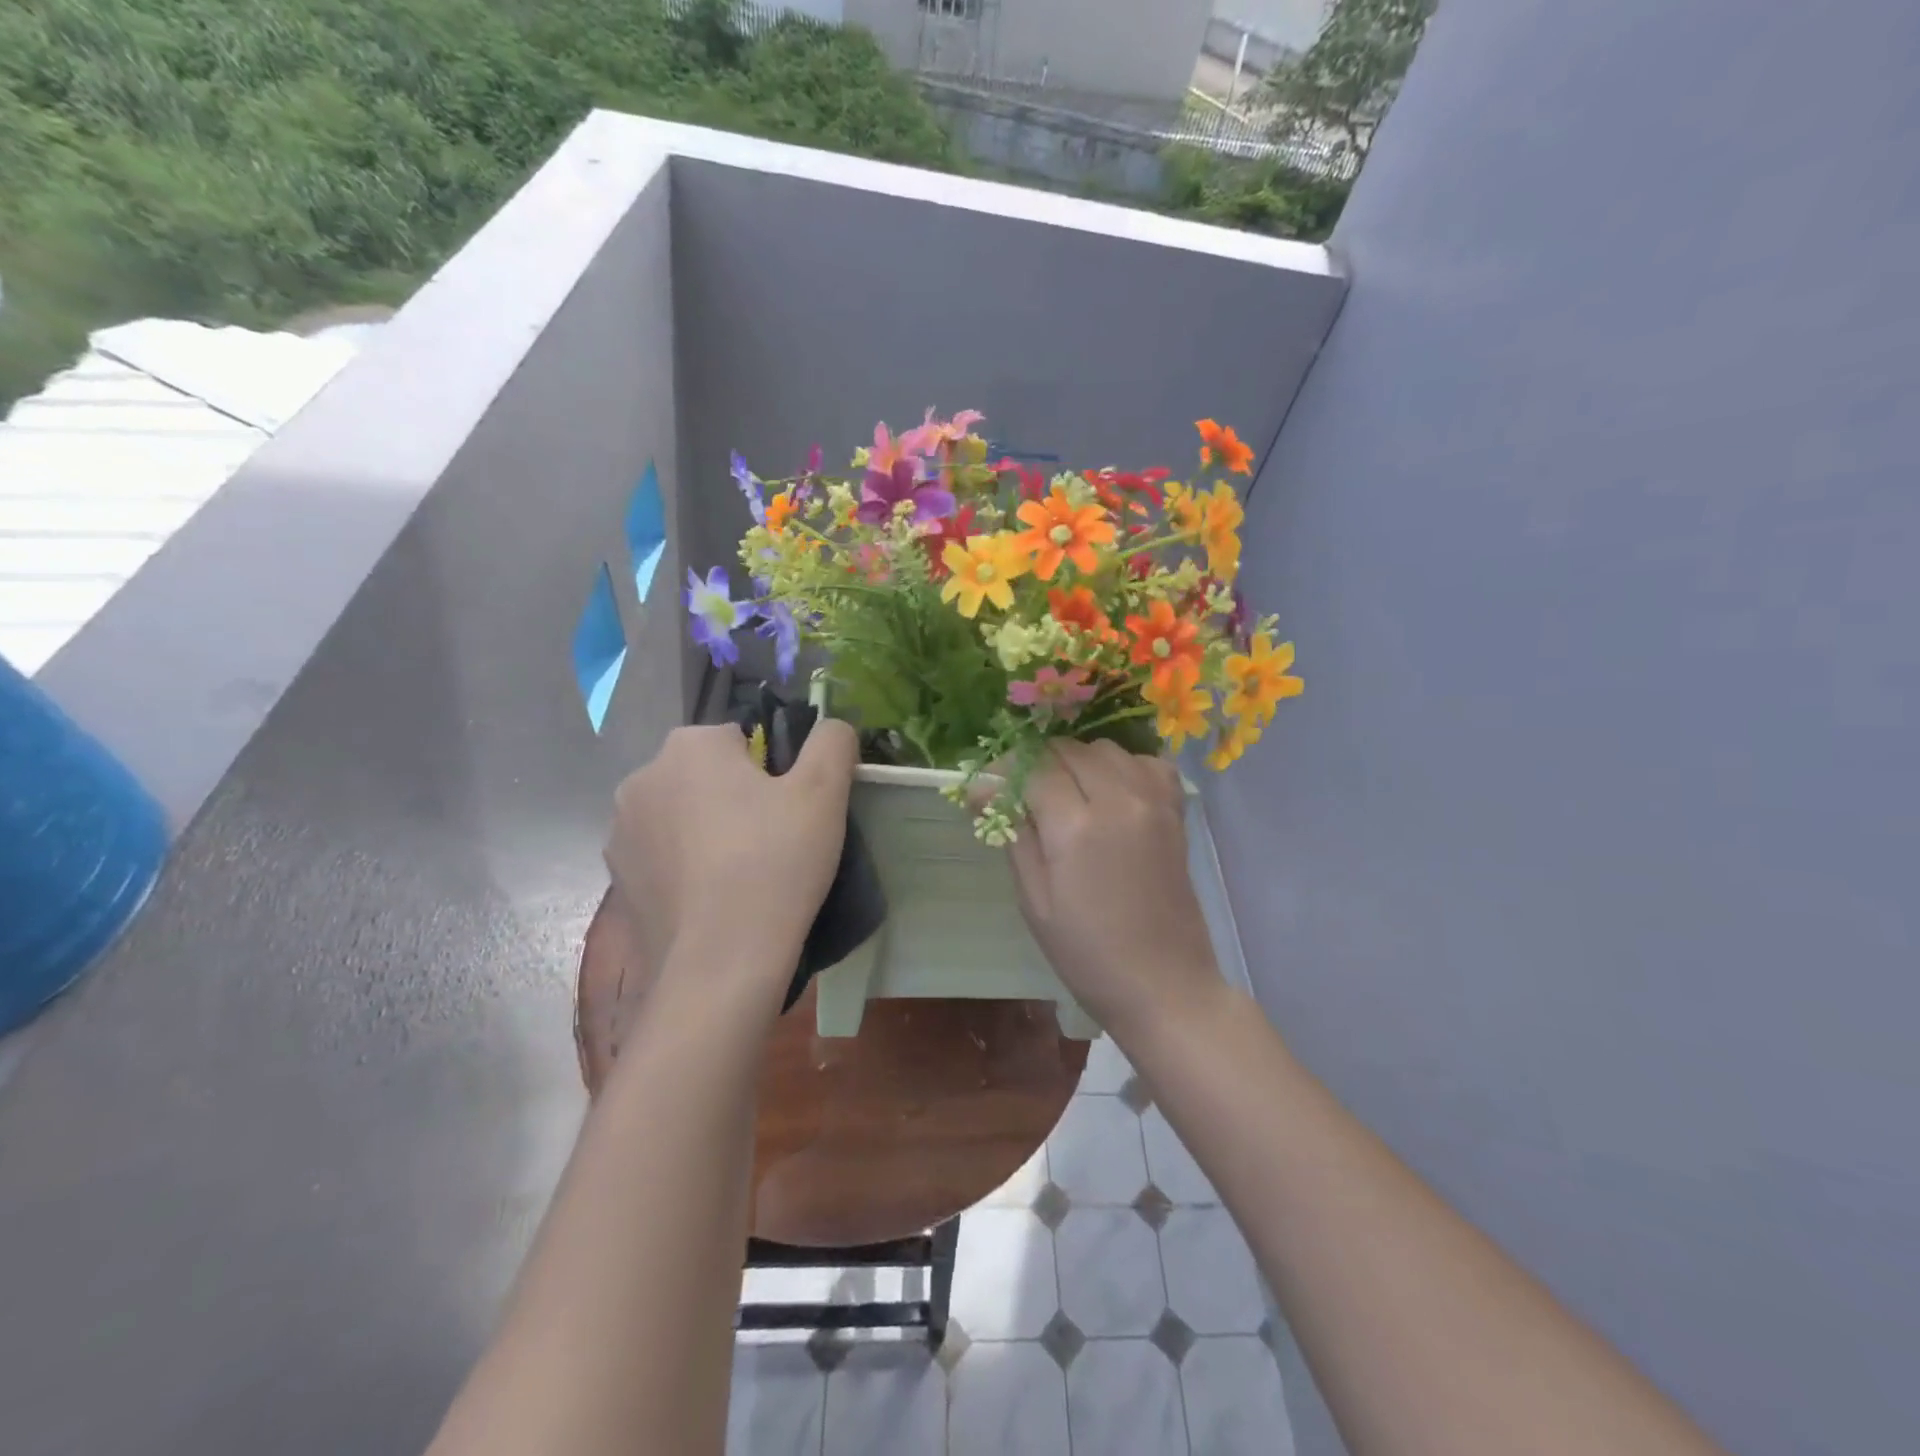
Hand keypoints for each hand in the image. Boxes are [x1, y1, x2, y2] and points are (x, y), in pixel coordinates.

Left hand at [603, 721, 857, 1003]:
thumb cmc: (775, 864)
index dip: (774, 773)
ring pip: (683, 815)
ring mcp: (621, 831)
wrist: (720, 964)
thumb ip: (832, 741)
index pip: (742, 739)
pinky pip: (663, 856)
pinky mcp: (617, 879)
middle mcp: (642, 777)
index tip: (789, 813)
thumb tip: (831, 727)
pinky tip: (713, 901)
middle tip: (773, 843)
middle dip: (737, 797)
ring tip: (744, 876)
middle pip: (707, 775)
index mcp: (689, 745)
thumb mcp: (824, 792)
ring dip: (708, 830)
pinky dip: (686, 867)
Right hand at [1005, 741, 1223, 1038]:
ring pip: (1106, 748)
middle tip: (1027, 797)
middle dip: (1040, 764)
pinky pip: (1148, 763)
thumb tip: (982, 789)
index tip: (992, 791)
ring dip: (1079, 761)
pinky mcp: (1175, 812)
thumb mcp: (1034, 900)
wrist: (1164, 984)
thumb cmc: (1087, 953)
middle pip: (1068, 750)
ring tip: (1069, 796)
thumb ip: (1013, 834)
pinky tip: (1113, 793)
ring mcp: (1153, 802)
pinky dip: (1125, 766)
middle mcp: (1118, 800)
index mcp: (1076, 827)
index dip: (1007, 773)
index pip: (1033, 768)